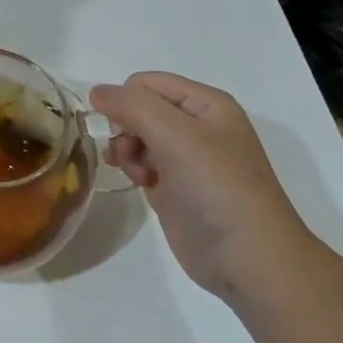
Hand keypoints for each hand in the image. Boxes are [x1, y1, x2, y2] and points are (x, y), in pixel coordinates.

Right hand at [89, 73, 314, 297]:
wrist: (247, 260)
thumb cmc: (216, 188)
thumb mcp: (175, 135)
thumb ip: (131, 105)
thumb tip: (95, 91)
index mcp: (206, 104)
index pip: (146, 83)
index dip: (126, 101)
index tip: (121, 129)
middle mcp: (197, 126)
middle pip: (139, 109)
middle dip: (126, 128)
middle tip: (129, 153)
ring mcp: (187, 158)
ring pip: (136, 136)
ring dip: (127, 151)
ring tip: (139, 175)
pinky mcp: (176, 187)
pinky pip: (142, 163)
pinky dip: (135, 170)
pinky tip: (143, 186)